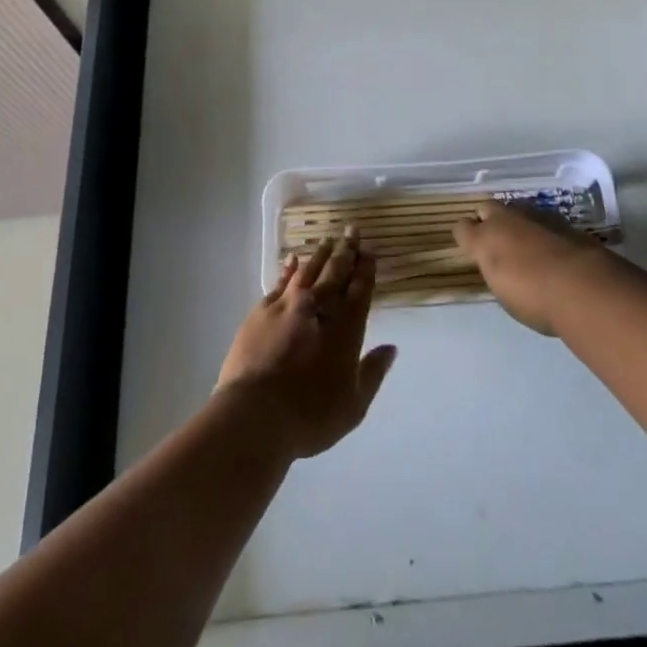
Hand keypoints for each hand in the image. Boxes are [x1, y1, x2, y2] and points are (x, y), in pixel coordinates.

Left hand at [216, 230, 396, 458]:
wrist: (255, 415)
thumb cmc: (309, 416)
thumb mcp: (353, 405)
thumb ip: (372, 373)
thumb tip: (391, 348)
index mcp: (345, 328)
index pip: (360, 290)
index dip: (365, 269)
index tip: (369, 251)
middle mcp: (319, 308)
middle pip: (336, 272)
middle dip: (346, 251)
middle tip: (351, 231)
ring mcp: (288, 305)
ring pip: (309, 270)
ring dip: (320, 254)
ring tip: (328, 240)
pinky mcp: (262, 310)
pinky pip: (280, 281)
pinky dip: (289, 269)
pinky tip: (293, 259)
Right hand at [453, 201, 613, 334]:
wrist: (582, 286)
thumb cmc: (536, 300)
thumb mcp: (506, 296)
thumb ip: (499, 274)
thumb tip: (503, 268)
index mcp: (484, 241)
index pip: (462, 228)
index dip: (466, 238)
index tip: (472, 250)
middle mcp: (504, 220)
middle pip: (487, 208)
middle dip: (489, 221)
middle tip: (499, 243)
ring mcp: (532, 214)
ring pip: (515, 209)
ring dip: (516, 223)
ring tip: (527, 244)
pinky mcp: (559, 217)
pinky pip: (540, 218)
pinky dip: (541, 229)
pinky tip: (551, 246)